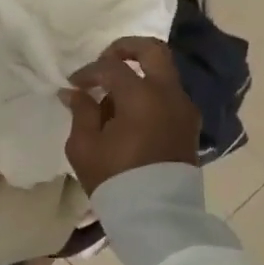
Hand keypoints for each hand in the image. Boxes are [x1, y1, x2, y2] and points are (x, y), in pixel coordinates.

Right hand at [63, 37, 200, 194]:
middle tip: (105, 60)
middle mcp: (169, 94)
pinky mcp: (189, 125)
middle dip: (126, 48)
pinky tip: (130, 114)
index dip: (89, 72)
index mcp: (142, 96)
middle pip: (153, 51)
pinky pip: (169, 95)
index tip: (74, 84)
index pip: (111, 68)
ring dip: (140, 73)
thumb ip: (81, 112)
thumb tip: (74, 92)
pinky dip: (150, 93)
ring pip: (164, 73)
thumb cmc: (115, 179)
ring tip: (114, 97)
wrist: (155, 215)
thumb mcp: (85, 146)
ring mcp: (184, 109)